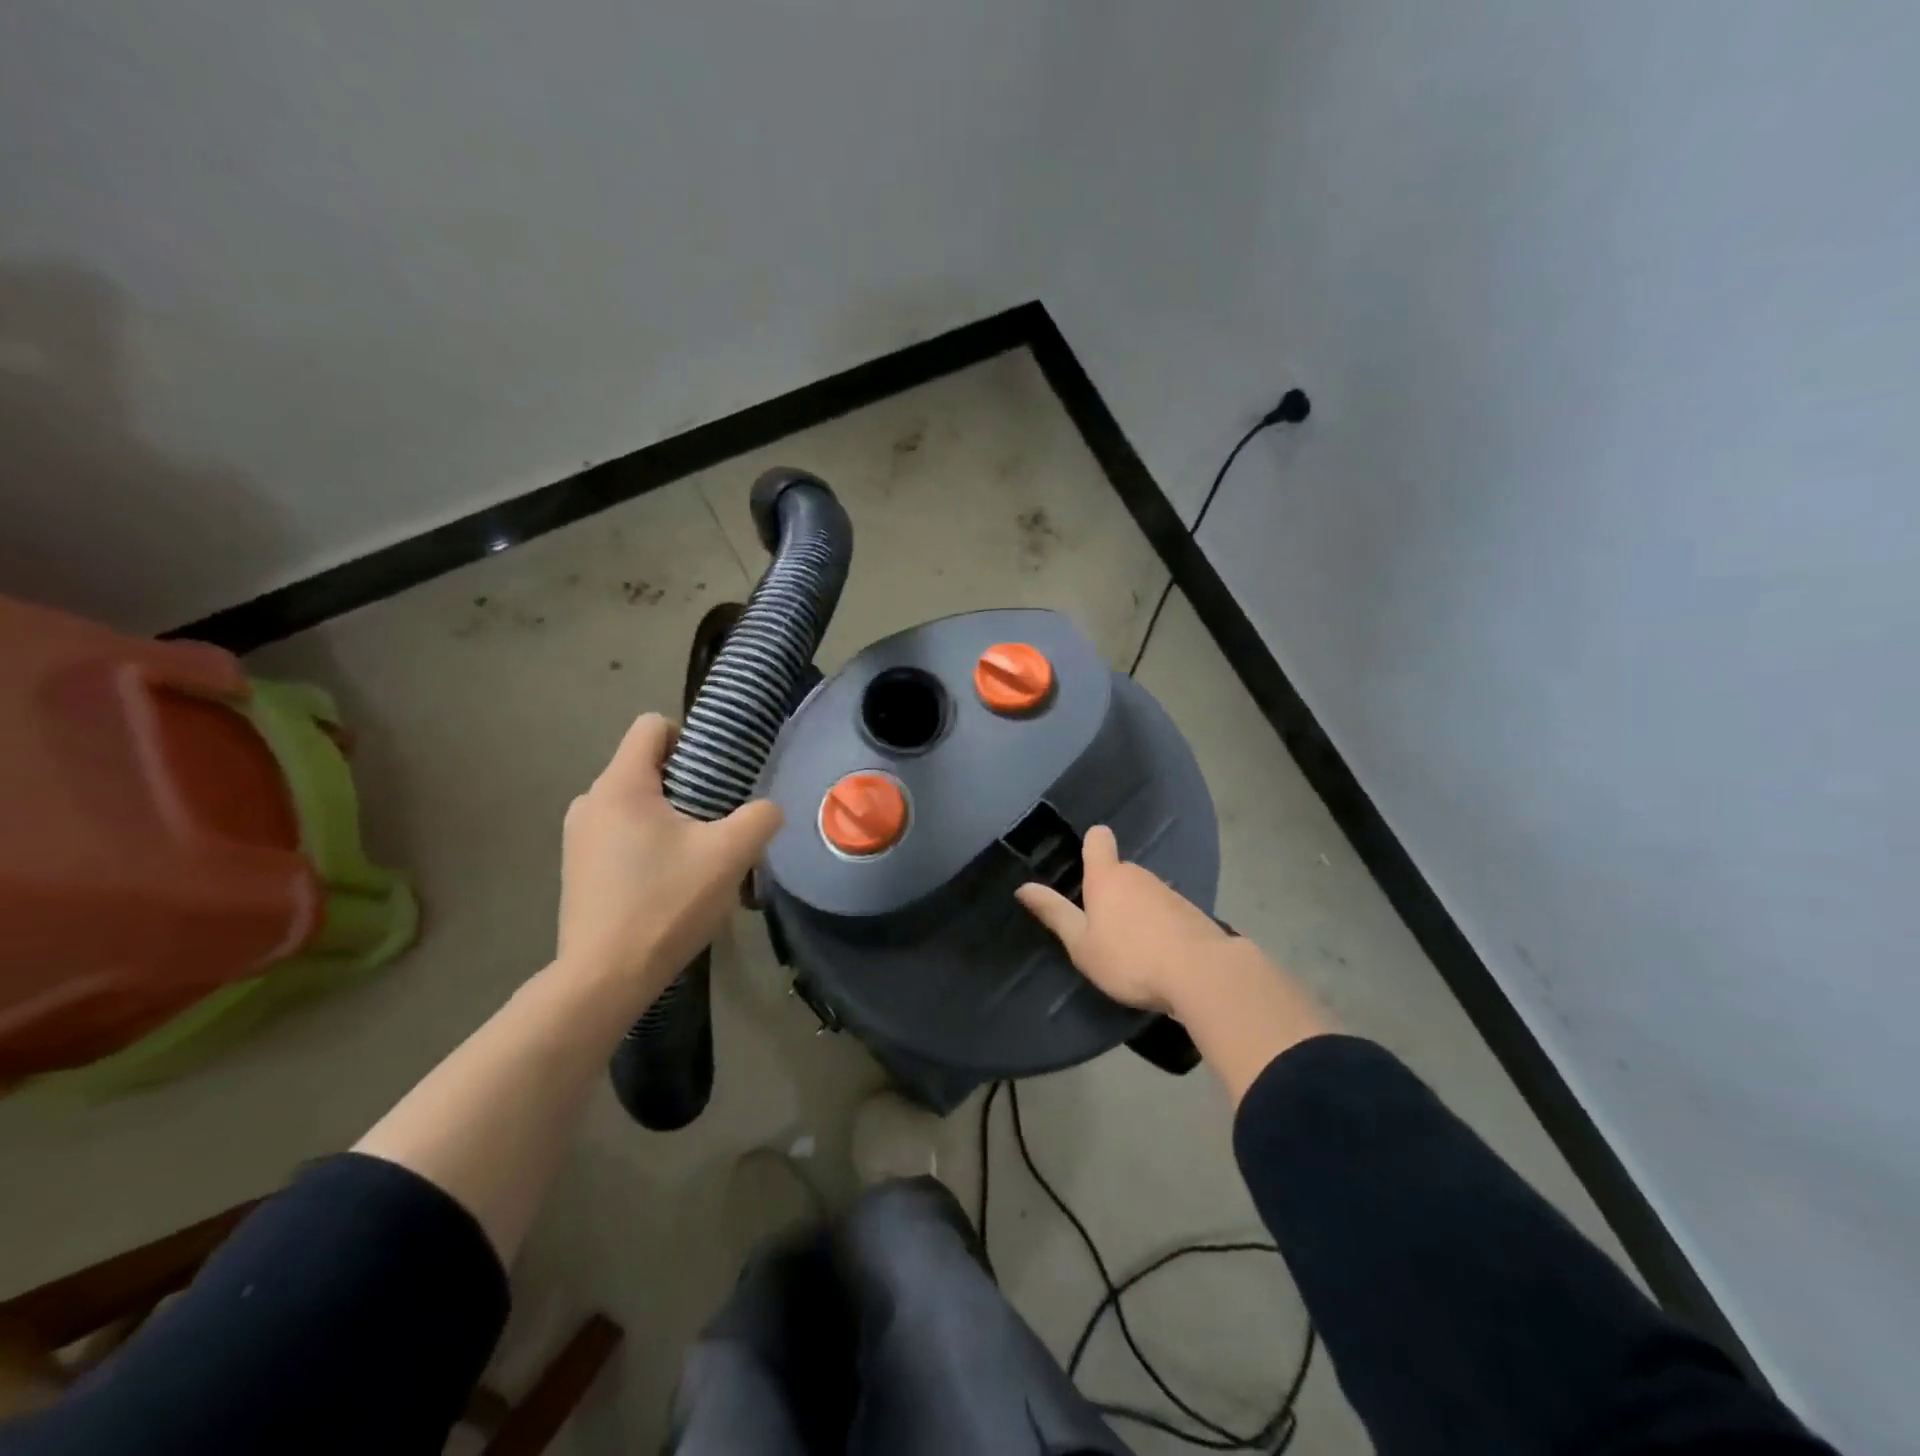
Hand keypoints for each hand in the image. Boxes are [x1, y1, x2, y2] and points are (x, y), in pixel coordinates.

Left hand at [558, 713, 783, 1002]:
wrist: (605, 978)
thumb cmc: (666, 904)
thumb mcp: (730, 855)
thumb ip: (760, 817)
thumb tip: (766, 810)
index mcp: (620, 785)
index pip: (652, 725)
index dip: (691, 737)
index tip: (717, 775)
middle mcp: (590, 801)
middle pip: (647, 767)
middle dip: (688, 784)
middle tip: (717, 823)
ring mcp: (578, 837)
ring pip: (636, 803)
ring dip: (670, 818)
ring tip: (697, 858)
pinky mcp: (577, 868)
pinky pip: (621, 833)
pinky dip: (649, 843)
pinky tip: (669, 883)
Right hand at [1015, 824, 1231, 1013]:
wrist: (1202, 974)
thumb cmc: (1130, 958)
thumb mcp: (1082, 944)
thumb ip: (1055, 914)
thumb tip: (1023, 887)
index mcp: (1107, 877)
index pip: (1098, 840)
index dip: (1091, 845)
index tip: (1084, 864)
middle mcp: (1138, 875)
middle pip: (1119, 872)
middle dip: (1110, 893)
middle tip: (1100, 928)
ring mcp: (1168, 892)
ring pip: (1144, 893)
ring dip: (1136, 912)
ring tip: (1131, 950)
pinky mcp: (1192, 913)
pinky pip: (1166, 912)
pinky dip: (1159, 927)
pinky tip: (1160, 957)